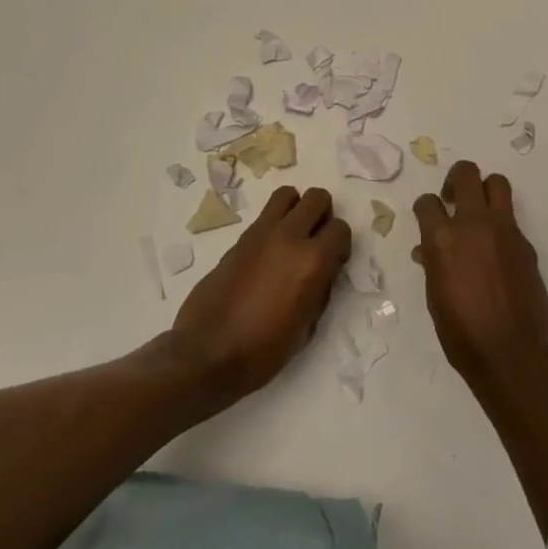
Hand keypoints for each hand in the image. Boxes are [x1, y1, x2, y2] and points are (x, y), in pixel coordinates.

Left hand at [171, 186, 350, 401]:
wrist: (207, 354)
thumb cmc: (263, 351)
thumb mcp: (307, 327)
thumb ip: (321, 289)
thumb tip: (323, 271)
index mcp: (313, 261)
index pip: (341, 229)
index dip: (340, 245)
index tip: (334, 262)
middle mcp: (290, 237)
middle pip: (318, 198)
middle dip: (322, 216)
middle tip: (315, 242)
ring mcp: (261, 233)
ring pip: (288, 194)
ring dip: (296, 210)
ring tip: (292, 237)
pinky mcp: (239, 239)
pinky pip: (265, 215)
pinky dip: (274, 224)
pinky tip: (268, 254)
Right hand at [412, 161, 547, 390]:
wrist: (510, 353)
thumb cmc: (461, 332)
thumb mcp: (435, 297)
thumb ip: (433, 263)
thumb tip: (428, 251)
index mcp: (443, 238)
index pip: (427, 202)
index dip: (426, 208)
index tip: (428, 218)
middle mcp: (474, 223)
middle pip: (466, 173)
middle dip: (456, 180)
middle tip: (453, 200)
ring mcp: (504, 230)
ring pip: (497, 183)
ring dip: (485, 190)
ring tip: (479, 212)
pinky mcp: (526, 242)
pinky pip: (511, 219)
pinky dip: (500, 225)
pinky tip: (497, 252)